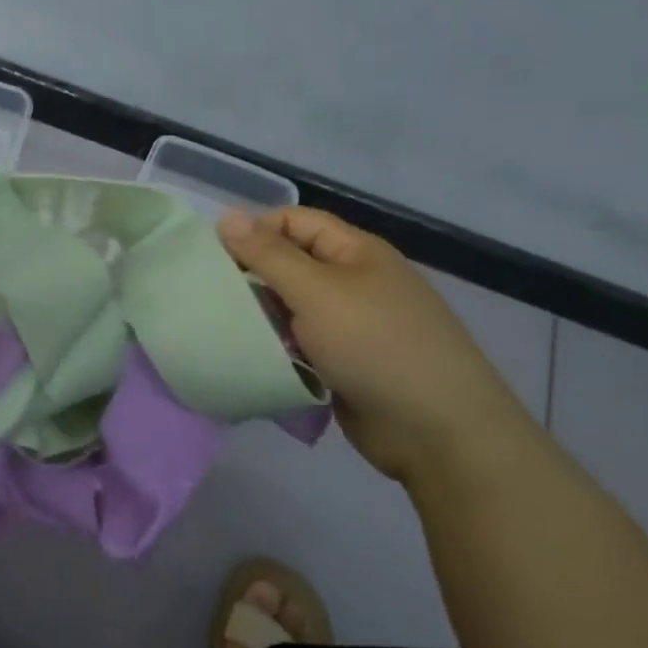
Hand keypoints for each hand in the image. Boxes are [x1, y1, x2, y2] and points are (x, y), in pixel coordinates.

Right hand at [217, 208, 536, 485]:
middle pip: (290, 264)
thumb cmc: (375, 345)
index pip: (294, 221)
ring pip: (290, 308)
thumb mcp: (317, 291)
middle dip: (251, 275)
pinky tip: (247, 356)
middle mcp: (353, 282)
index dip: (253, 230)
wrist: (437, 432)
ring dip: (259, 315)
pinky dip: (274, 348)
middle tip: (209, 295)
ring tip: (221, 328)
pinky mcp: (343, 365)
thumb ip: (268, 254)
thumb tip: (227, 215)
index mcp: (355, 252)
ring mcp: (349, 326)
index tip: (211, 256)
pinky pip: (298, 345)